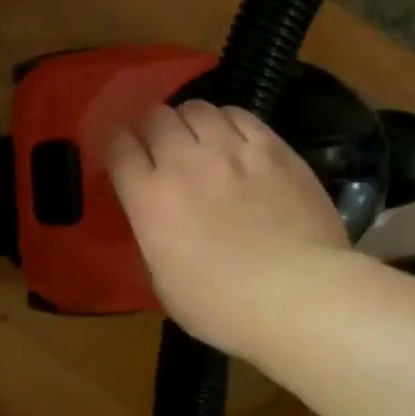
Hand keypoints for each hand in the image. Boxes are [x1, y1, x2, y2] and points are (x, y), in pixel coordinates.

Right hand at [107, 101, 349, 360]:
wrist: (298, 295)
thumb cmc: (223, 307)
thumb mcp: (164, 283)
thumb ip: (153, 238)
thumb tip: (157, 219)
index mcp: (149, 198)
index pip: (118, 146)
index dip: (116, 143)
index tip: (121, 151)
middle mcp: (184, 161)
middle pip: (156, 117)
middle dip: (152, 128)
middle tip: (162, 147)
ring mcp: (231, 150)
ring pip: (197, 108)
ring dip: (189, 121)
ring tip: (199, 139)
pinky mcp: (273, 148)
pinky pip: (240, 114)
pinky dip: (228, 121)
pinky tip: (234, 138)